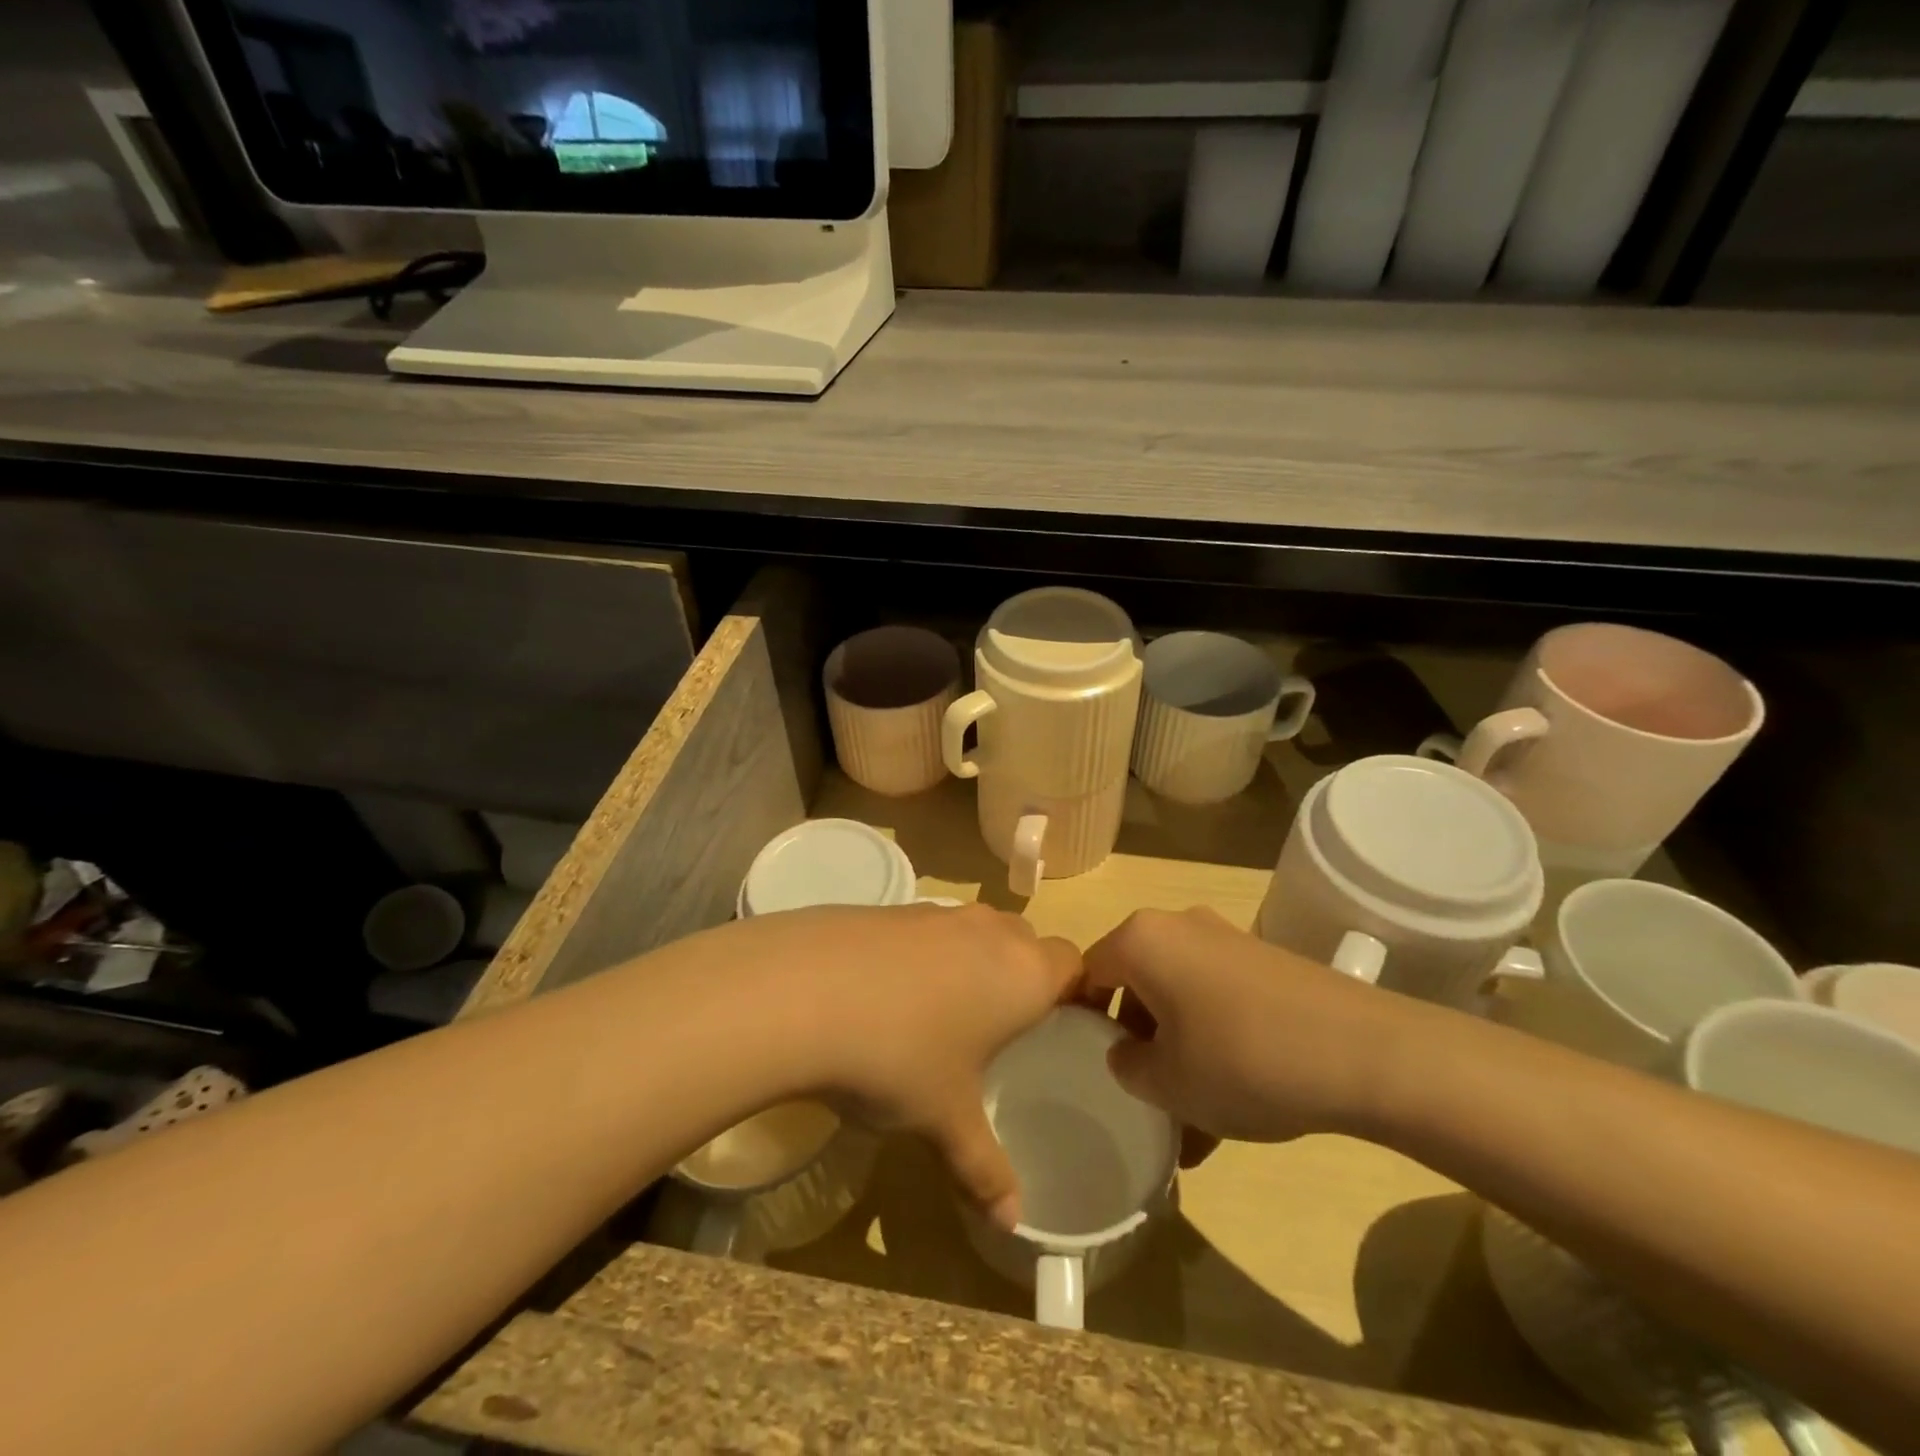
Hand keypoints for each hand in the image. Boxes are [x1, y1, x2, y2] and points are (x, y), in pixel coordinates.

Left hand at [733, 903, 1079, 1228]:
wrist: (803, 990)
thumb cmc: (900, 1057)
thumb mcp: (945, 1121)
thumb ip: (985, 1170)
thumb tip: (1012, 1224)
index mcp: (1022, 973)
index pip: (1072, 964)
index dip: (1074, 992)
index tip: (1059, 1027)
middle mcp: (988, 930)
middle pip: (1025, 941)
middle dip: (1021, 976)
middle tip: (1001, 1028)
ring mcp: (936, 912)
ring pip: (975, 930)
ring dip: (971, 962)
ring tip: (942, 1015)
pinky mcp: (889, 907)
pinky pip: (927, 928)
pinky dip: (923, 954)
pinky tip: (887, 996)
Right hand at [1082, 907, 1401, 1149]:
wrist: (1366, 1052)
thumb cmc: (1242, 1059)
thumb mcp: (1167, 1082)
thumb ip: (1127, 1066)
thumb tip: (1127, 1055)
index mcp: (1141, 940)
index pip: (1087, 972)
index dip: (1079, 1021)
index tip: (1085, 1066)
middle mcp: (1179, 927)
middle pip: (1135, 983)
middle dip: (1134, 1042)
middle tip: (1141, 1094)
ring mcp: (1226, 942)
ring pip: (1179, 999)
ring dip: (1177, 1052)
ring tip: (1191, 1121)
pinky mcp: (1264, 964)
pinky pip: (1218, 1002)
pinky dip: (1213, 1044)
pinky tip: (1233, 1103)